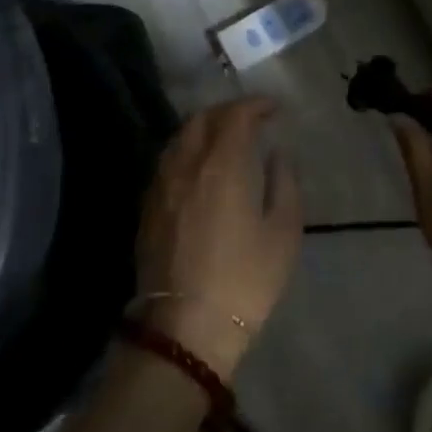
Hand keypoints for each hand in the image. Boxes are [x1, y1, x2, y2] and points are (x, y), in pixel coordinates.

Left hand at [135, 97, 302, 379]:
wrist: (185, 327)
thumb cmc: (244, 281)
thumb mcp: (283, 234)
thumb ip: (284, 185)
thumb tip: (278, 155)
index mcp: (221, 165)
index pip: (235, 116)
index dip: (255, 105)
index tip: (274, 108)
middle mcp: (185, 165)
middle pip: (201, 119)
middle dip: (227, 111)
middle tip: (251, 119)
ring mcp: (160, 185)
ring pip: (179, 139)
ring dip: (203, 128)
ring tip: (225, 139)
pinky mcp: (147, 207)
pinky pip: (167, 162)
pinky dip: (186, 151)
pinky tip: (200, 168)